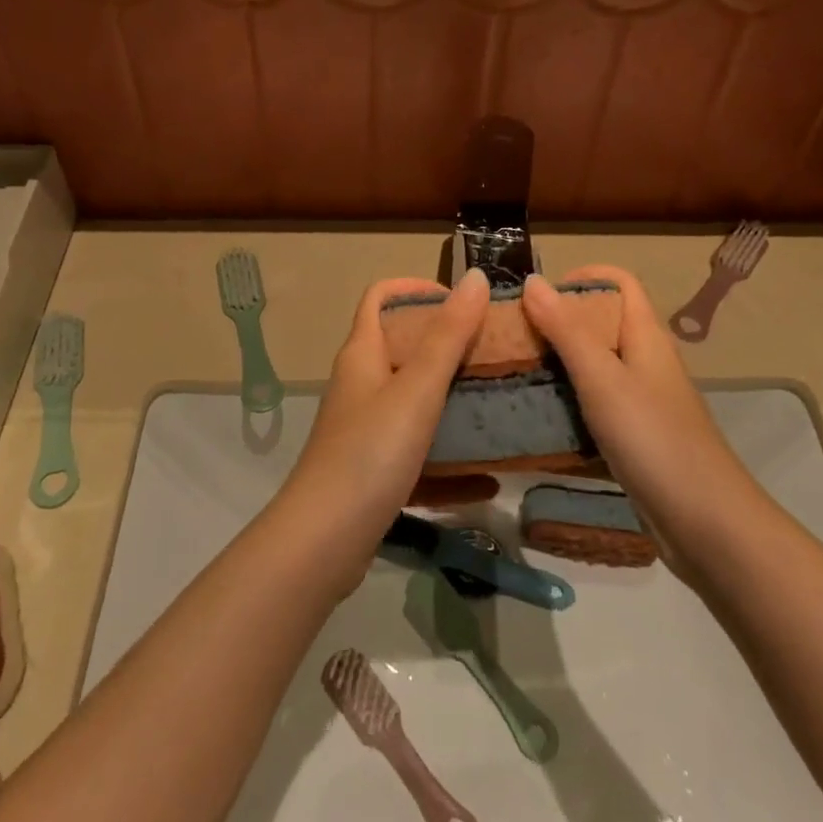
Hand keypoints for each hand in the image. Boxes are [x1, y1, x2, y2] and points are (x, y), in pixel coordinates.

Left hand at [282, 268, 488, 577]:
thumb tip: (476, 277)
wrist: (322, 544)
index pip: (380, 297)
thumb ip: (448, 336)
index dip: (416, 288)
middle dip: (449, 346)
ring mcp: (365, 431)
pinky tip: (488, 481)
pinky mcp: (374, 473)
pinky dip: (450, 464)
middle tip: (495, 352)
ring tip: (500, 406)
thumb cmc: (369, 454)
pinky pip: (419, 456)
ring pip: (414, 404)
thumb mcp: (416, 390)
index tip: (462, 300)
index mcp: (362, 355)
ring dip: (454, 403)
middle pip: (403, 348)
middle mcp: (361, 386)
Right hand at [522, 266, 748, 572]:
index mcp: (645, 335)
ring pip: (593, 366)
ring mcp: (641, 400)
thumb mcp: (603, 379)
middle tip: (510, 337)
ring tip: (512, 374)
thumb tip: (533, 279)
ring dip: (556, 364)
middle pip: (600, 322)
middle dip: (556, 322)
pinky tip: (536, 418)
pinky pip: (594, 405)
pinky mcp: (634, 436)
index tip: (535, 294)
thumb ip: (566, 330)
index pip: (618, 282)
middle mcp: (644, 360)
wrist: (707, 525)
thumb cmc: (654, 439)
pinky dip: (566, 403)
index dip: (580, 276)